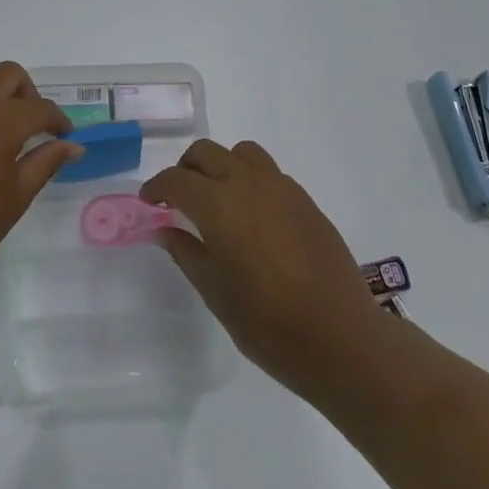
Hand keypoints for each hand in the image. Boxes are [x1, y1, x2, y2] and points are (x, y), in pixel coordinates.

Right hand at [143, 139, 383, 402]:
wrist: (339, 336)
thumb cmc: (267, 322)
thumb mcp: (214, 292)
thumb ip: (186, 253)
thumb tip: (167, 230)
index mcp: (218, 205)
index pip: (176, 179)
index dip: (156, 187)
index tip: (148, 202)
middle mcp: (248, 184)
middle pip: (207, 152)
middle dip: (185, 169)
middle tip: (178, 198)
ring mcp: (281, 188)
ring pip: (241, 153)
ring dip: (220, 165)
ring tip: (217, 198)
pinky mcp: (305, 200)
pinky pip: (269, 172)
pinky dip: (249, 179)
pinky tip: (252, 215)